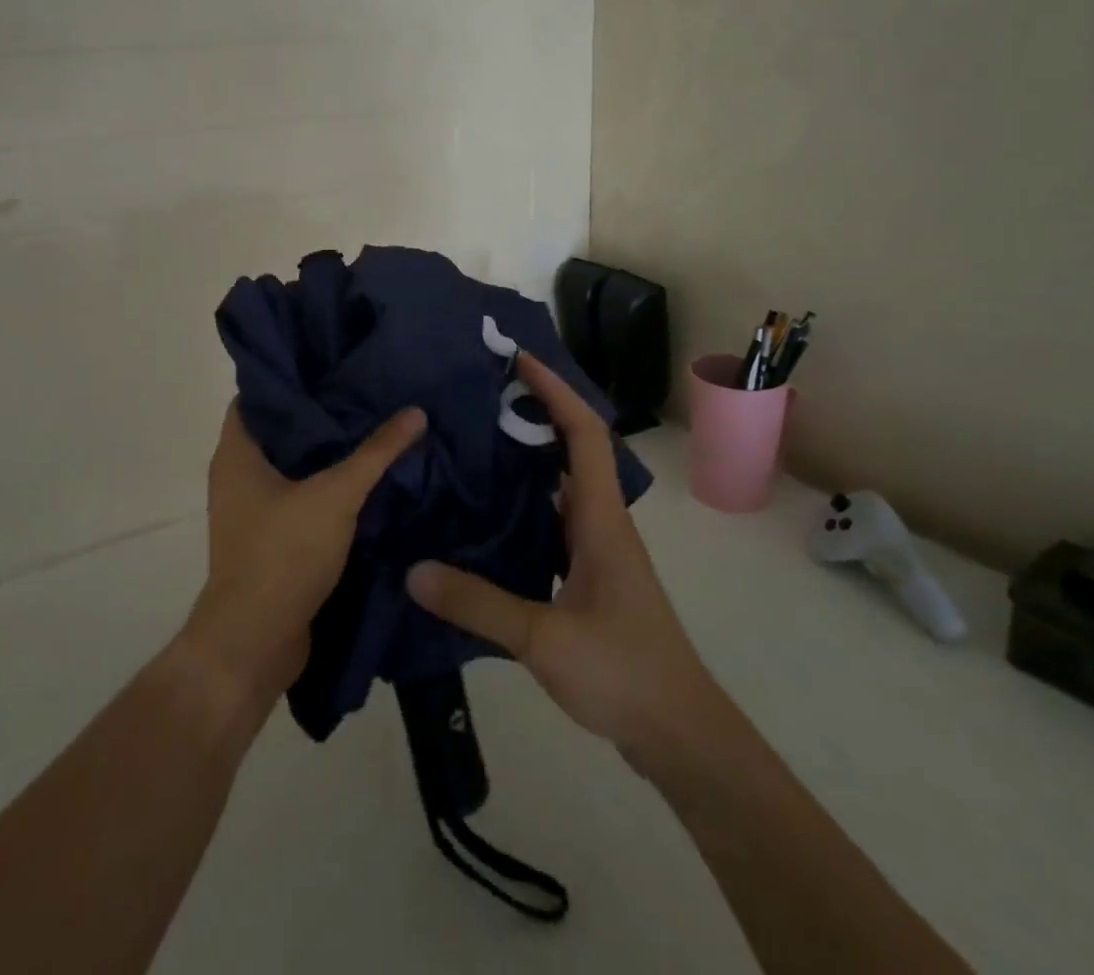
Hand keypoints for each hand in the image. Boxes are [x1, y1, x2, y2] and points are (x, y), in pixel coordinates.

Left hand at [183, 400, 426, 715]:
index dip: (292, 376)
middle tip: (363, 390)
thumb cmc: (283, 554)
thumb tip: (415, 411)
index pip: (259, 394)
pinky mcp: (268, 537)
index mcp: (236, 452)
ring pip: (290, 465)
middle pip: (279, 429)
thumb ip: (376, 453)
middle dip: (318, 413)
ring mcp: (250, 509)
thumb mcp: (336, 496)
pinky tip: (363, 478)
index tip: (331, 362)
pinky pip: (297, 497)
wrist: (255, 642)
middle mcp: (236, 474)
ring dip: (324, 452)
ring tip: (370, 425)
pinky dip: (324, 486)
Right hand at [406, 352, 715, 772]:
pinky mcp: (589, 574)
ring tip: (477, 438)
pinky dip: (525, 499)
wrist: (680, 733)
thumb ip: (478, 604)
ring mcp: (598, 548)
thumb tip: (413, 570)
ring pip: (563, 483)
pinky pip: (553, 517)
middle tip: (484, 392)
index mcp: (600, 518)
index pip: (585, 432)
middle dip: (538, 410)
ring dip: (531, 453)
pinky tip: (489, 512)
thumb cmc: (623, 672)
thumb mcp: (543, 639)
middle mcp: (601, 521)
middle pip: (576, 446)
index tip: (519, 359)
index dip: (556, 390)